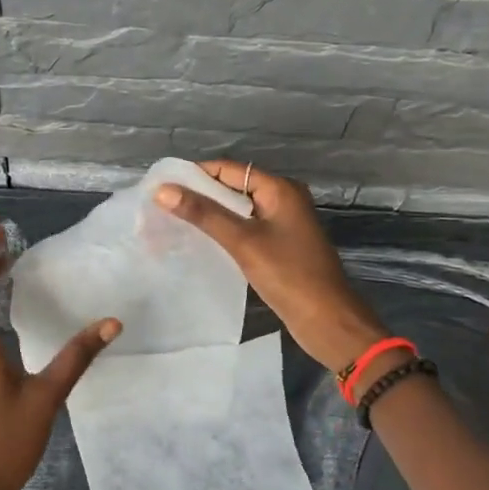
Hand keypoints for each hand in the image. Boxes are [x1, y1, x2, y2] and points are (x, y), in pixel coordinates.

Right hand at [155, 160, 385, 372]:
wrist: (327, 320)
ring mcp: (283, 224)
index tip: (162, 185)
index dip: (195, 174)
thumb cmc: (288, 275)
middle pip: (233, 188)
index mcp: (280, 189)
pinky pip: (246, 229)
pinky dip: (224, 232)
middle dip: (199, 195)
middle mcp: (283, 199)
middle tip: (161, 205)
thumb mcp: (243, 241)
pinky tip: (201, 242)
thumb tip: (163, 190)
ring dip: (210, 215)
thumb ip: (204, 214)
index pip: (229, 169)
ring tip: (173, 222)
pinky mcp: (280, 246)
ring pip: (238, 210)